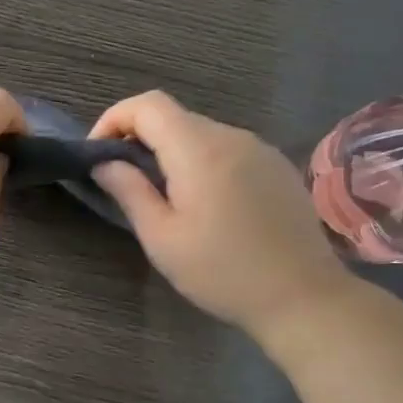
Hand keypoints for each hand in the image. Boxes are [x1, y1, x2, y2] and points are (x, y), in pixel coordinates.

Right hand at [89, 90, 352, 337]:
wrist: (304, 297)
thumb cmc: (223, 272)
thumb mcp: (162, 239)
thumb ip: (129, 191)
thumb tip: (104, 163)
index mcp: (199, 149)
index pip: (148, 105)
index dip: (115, 119)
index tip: (98, 155)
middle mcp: (231, 136)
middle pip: (174, 117)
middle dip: (140, 139)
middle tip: (125, 181)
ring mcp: (259, 149)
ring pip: (201, 133)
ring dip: (172, 152)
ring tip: (164, 196)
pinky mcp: (277, 166)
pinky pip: (227, 149)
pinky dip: (202, 161)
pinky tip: (206, 203)